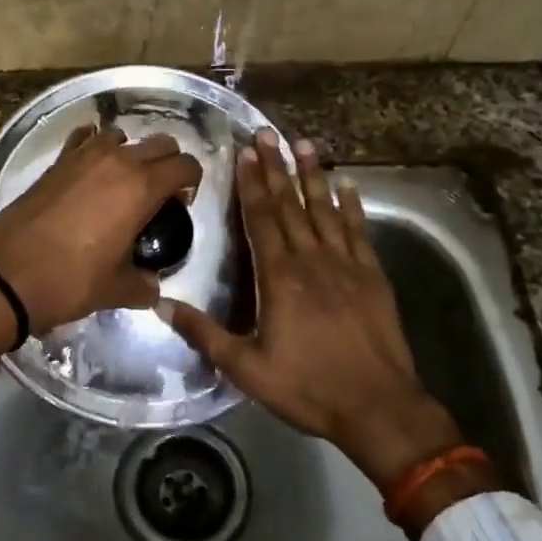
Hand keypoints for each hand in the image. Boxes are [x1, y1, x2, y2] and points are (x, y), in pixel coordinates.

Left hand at [0, 125, 202, 334]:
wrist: (7, 275)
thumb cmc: (70, 281)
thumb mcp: (116, 290)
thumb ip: (143, 285)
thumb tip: (152, 287)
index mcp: (142, 188)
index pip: (185, 165)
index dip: (191, 182)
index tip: (181, 204)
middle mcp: (117, 161)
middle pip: (160, 144)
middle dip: (167, 164)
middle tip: (158, 196)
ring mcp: (83, 157)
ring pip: (121, 136)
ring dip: (130, 153)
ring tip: (121, 183)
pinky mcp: (56, 162)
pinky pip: (84, 138)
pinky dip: (93, 146)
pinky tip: (89, 170)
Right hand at [162, 133, 464, 492]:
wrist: (378, 407)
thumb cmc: (308, 387)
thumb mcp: (246, 368)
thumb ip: (205, 334)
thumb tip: (162, 304)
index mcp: (280, 277)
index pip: (262, 218)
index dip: (252, 184)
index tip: (245, 153)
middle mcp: (312, 260)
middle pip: (291, 204)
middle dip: (277, 167)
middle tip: (268, 133)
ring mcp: (347, 265)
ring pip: (326, 209)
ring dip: (313, 175)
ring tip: (304, 143)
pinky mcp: (373, 276)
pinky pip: (358, 231)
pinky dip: (351, 206)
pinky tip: (347, 186)